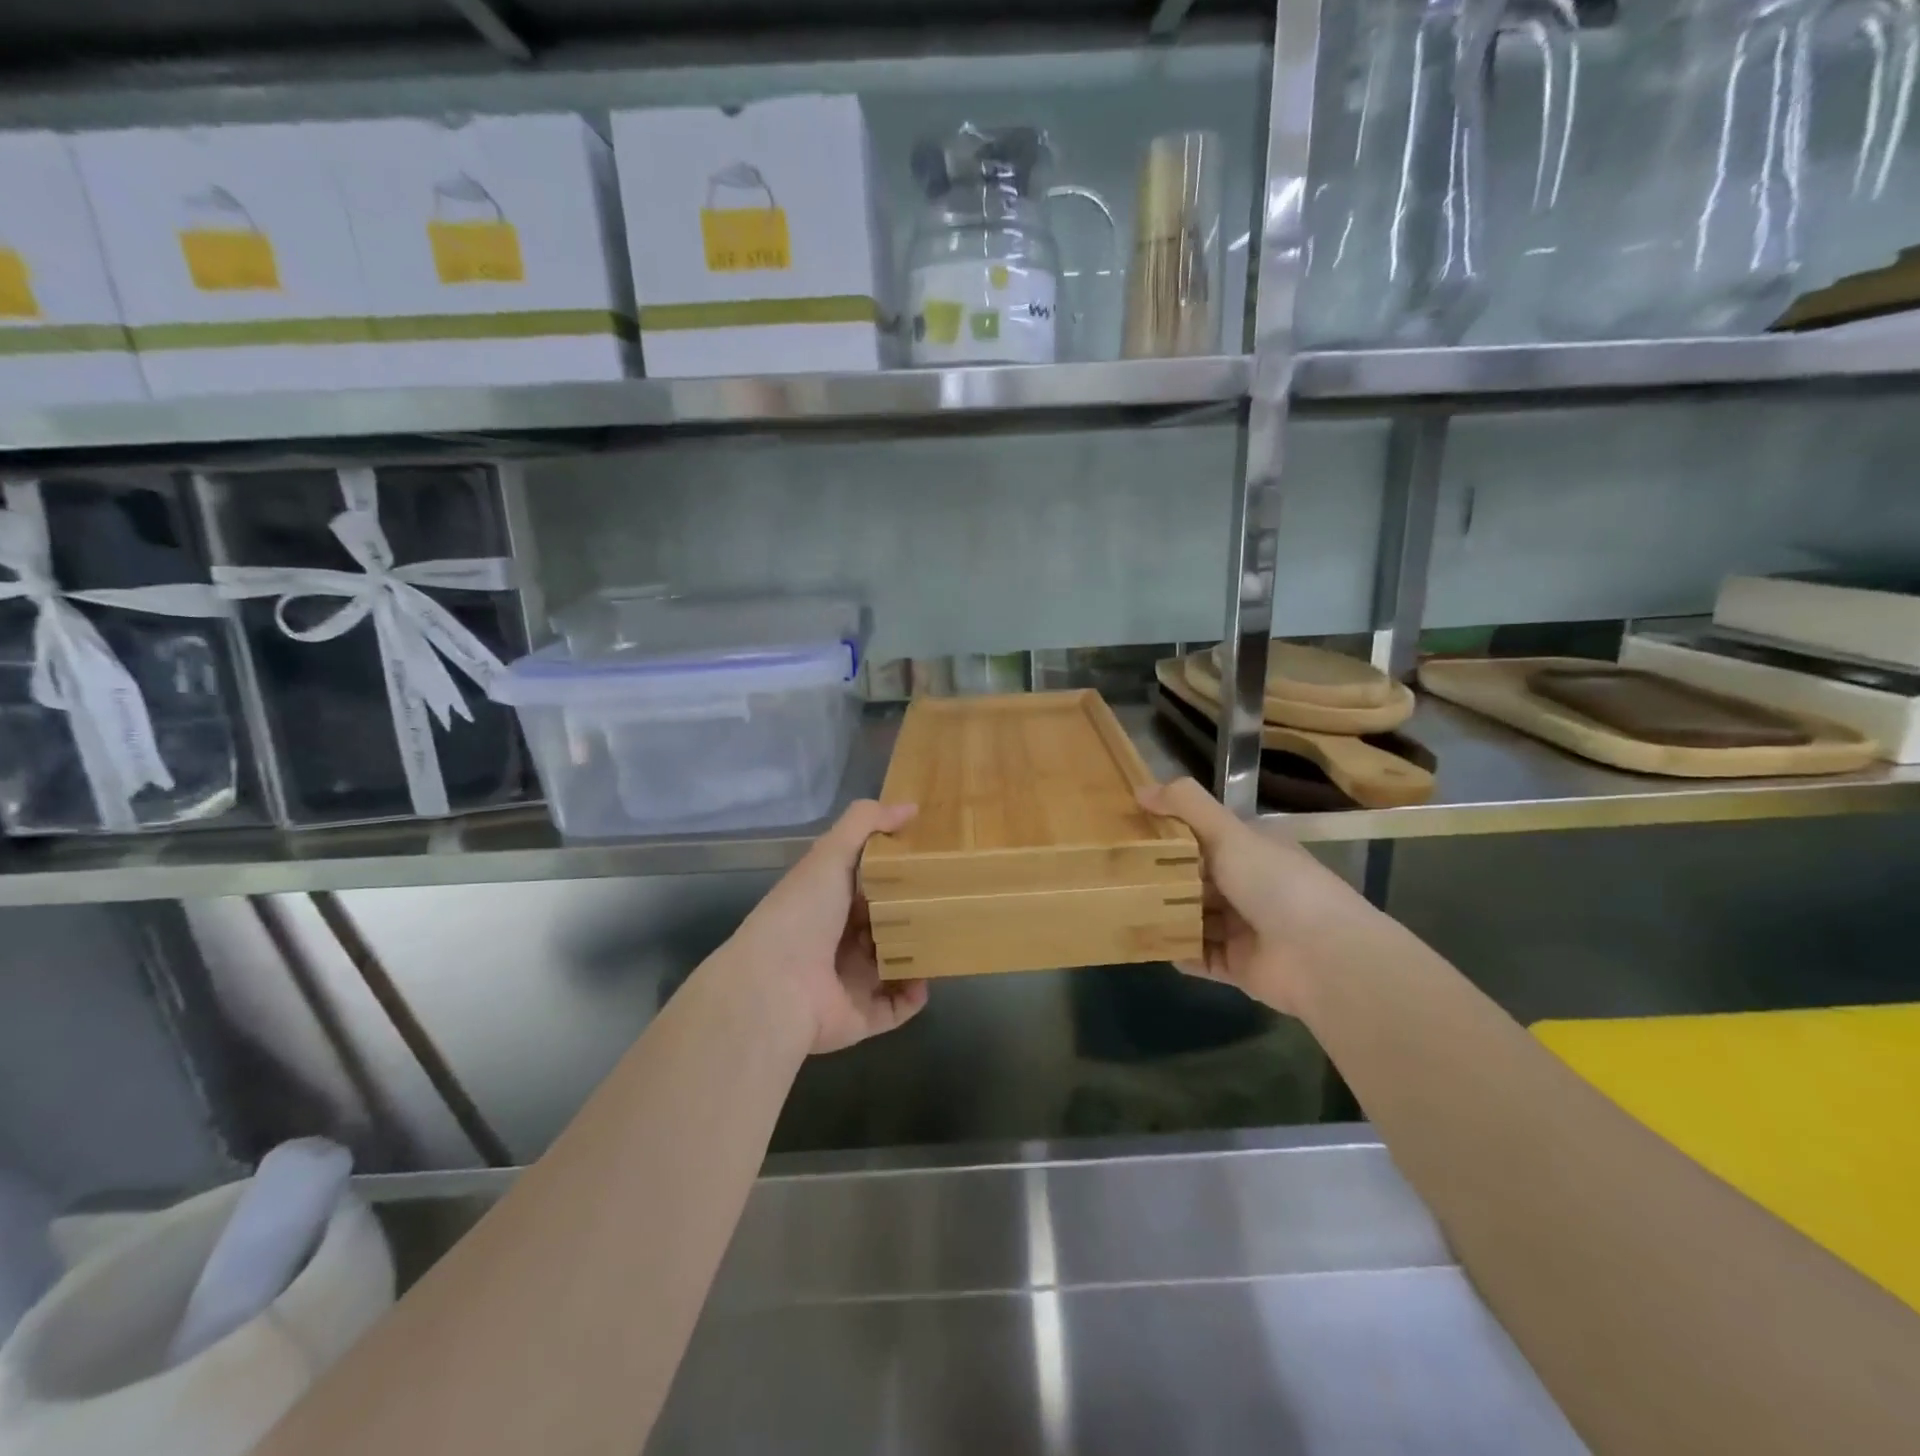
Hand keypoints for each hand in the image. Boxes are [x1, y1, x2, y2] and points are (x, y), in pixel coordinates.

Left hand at [723, 800, 929, 1055]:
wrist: (775, 986)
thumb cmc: (804, 913)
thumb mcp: (832, 854)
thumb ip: (866, 823)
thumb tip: (910, 807)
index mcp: (828, 902)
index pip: (867, 885)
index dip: (896, 873)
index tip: (930, 861)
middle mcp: (838, 941)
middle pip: (884, 925)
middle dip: (913, 915)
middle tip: (948, 901)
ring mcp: (849, 980)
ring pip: (894, 965)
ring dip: (918, 955)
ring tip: (946, 939)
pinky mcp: (860, 1015)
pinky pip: (896, 1007)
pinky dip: (914, 995)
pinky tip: (927, 979)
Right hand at [1138, 777, 1371, 1015]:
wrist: (1321, 956)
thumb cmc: (1275, 883)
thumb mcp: (1228, 832)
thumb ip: (1186, 805)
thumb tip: (1139, 789)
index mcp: (1254, 851)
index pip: (1207, 836)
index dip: (1172, 833)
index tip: (1132, 831)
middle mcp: (1250, 887)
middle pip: (1197, 879)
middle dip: (1163, 876)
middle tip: (1118, 871)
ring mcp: (1245, 929)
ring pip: (1195, 917)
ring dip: (1166, 914)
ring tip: (1123, 906)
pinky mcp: (1239, 966)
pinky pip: (1199, 956)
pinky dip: (1177, 950)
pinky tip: (1148, 942)